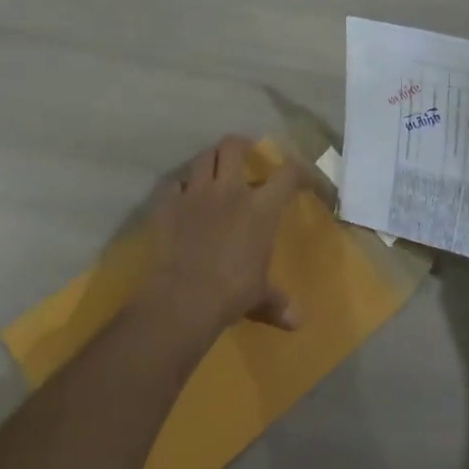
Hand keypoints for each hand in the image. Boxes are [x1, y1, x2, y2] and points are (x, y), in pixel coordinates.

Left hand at [140, 135, 302, 340]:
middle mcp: (229, 190)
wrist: (185, 297)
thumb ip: (278, 303)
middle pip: (233, 147)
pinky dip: (179, 187)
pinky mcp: (167, 205)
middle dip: (241, 145)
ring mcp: (195, 194)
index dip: (298, 169)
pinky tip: (182, 196)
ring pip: (202, 158)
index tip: (300, 177)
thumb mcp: (261, 297)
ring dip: (210, 159)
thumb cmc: (233, 292)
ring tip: (214, 169)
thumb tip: (298, 322)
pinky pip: (173, 184)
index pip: (287, 174)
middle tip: (245, 153)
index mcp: (261, 207)